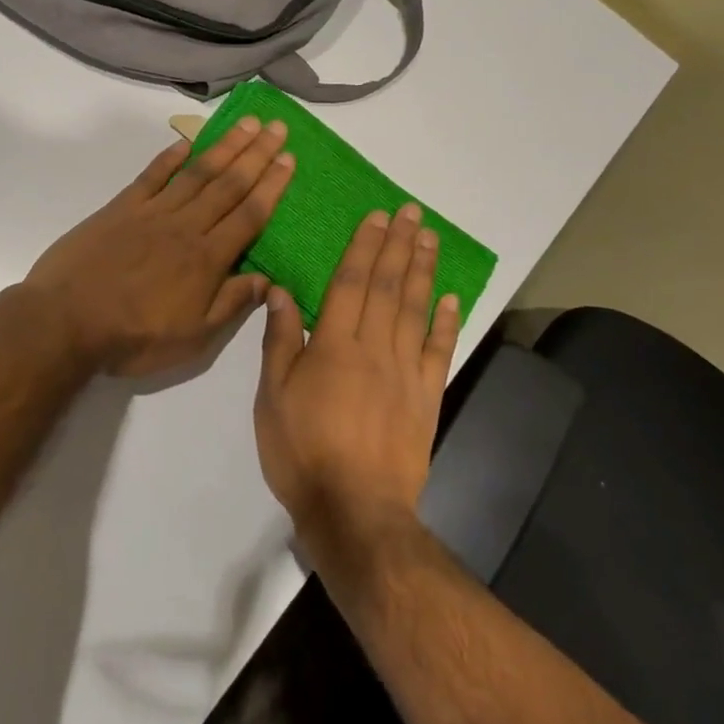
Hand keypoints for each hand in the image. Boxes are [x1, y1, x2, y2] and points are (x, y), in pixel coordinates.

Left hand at [24, 117, 294, 376]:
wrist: (64, 322)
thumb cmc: (133, 337)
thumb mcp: (192, 338)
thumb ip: (231, 305)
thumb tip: (269, 281)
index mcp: (207, 258)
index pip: (249, 215)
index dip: (272, 186)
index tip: (290, 159)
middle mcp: (185, 226)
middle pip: (228, 184)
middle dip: (257, 154)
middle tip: (278, 127)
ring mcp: (152, 212)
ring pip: (197, 173)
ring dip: (224, 146)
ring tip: (247, 124)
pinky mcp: (120, 208)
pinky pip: (151, 175)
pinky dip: (170, 156)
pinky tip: (187, 141)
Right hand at [254, 205, 461, 556]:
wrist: (354, 511)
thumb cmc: (302, 452)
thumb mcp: (272, 397)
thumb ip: (280, 341)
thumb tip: (281, 291)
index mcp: (334, 345)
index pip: (351, 283)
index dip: (364, 247)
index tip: (377, 217)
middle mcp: (374, 348)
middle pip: (388, 287)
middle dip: (399, 245)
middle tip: (412, 212)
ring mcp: (406, 372)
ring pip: (416, 311)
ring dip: (423, 272)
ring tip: (430, 239)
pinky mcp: (426, 398)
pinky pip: (440, 352)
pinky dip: (447, 323)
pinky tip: (451, 298)